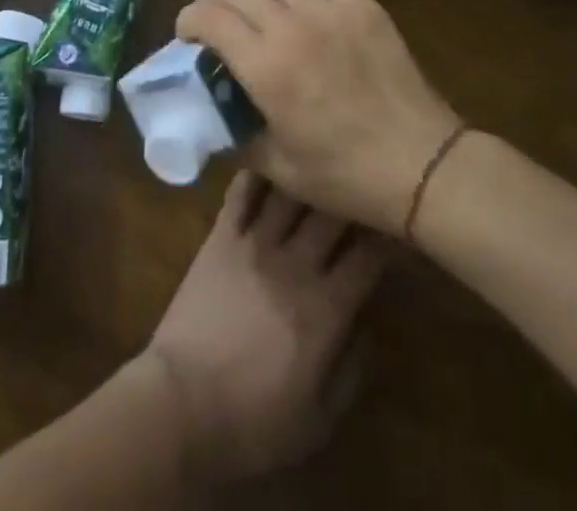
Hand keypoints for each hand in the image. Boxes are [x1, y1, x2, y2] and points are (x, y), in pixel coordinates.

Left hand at [143, 173, 388, 484]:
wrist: (182, 402)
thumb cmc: (253, 420)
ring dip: (306, 174)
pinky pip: (241, 192)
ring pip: (289, 191)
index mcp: (326, 308)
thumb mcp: (318, 420)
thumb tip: (367, 328)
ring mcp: (255, 242)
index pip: (368, 258)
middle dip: (350, 194)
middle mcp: (295, 263)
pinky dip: (257, 172)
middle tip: (358, 181)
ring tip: (317, 159)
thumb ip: (350, 371)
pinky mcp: (220, 235)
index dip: (387, 236)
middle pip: (332, 212)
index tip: (394, 223)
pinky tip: (267, 156)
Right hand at [177, 0, 463, 232]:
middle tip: (213, 14)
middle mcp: (291, 26)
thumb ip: (238, 136)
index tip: (187, 35)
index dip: (188, 19)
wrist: (421, 163)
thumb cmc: (345, 174)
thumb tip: (215, 117)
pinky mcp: (362, 5)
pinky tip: (304, 1)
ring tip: (256, 2)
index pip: (208, 16)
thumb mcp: (278, 168)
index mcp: (265, 66)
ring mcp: (329, 9)